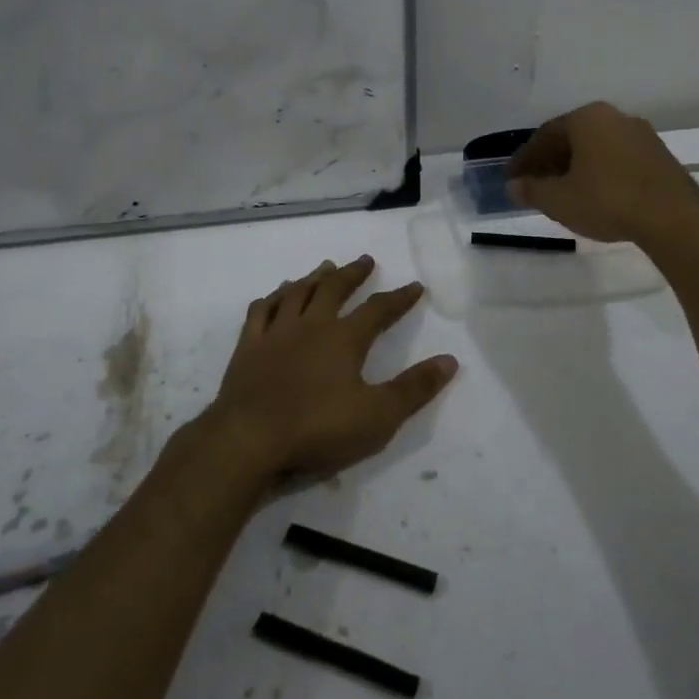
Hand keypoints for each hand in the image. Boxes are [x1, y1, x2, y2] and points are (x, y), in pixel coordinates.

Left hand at [207, 256, 457, 481]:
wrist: (250, 438)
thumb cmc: (318, 428)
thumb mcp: (378, 416)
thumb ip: (415, 388)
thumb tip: (450, 360)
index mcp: (344, 339)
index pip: (378, 310)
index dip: (399, 297)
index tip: (415, 286)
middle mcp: (311, 325)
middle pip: (334, 288)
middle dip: (353, 273)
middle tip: (365, 260)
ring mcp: (276, 333)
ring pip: (297, 293)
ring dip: (314, 278)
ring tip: (324, 267)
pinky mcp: (248, 347)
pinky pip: (261, 311)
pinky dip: (272, 298)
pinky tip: (276, 295)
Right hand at [507, 101, 698, 254]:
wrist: (673, 217)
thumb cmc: (607, 200)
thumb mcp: (559, 200)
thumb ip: (532, 190)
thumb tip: (514, 186)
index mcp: (587, 118)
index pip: (545, 134)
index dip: (525, 159)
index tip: (512, 178)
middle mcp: (615, 117)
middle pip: (573, 138)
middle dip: (551, 162)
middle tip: (535, 185)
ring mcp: (642, 135)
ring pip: (597, 148)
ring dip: (576, 168)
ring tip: (563, 193)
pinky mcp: (660, 157)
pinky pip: (618, 160)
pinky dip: (600, 174)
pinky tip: (595, 195)